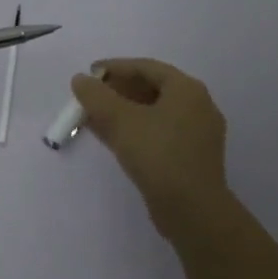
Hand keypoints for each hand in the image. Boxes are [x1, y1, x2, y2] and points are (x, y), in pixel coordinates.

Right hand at [71, 58, 231, 228]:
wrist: (192, 210)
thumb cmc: (158, 155)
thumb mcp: (121, 121)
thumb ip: (97, 96)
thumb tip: (80, 79)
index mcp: (187, 90)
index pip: (146, 67)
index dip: (115, 67)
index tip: (89, 74)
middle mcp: (197, 106)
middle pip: (152, 89)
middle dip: (118, 91)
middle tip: (91, 97)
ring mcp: (197, 134)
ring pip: (154, 113)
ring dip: (123, 112)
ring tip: (94, 117)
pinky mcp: (191, 157)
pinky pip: (159, 133)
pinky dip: (135, 130)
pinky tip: (112, 138)